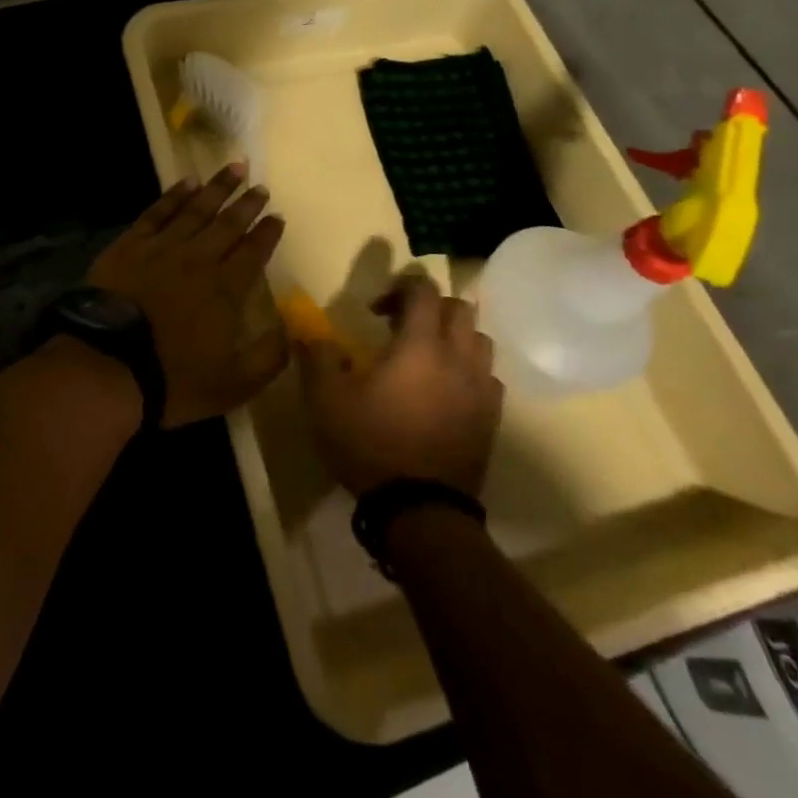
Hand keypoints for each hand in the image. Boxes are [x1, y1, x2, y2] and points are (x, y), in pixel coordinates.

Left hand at [87, 165, 288, 426]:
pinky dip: (174, 195)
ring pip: (196, 209)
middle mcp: (199, 259)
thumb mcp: (234, 384)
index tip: (277, 216)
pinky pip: (158, 212)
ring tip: (234, 168)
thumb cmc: (173, 379)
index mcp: (226, 289)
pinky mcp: (130, 245)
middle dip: (247, 204)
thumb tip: (293, 330)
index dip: (267, 233)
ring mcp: (162, 248)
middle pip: (228, 224)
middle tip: (260, 186)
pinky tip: (187, 182)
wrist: (108, 366)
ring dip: (217, 188)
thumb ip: (269, 357)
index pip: (253, 252)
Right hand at [300, 274, 501, 496]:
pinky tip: (446, 390)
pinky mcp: (491, 417)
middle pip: (458, 307)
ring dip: (454, 336)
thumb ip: (316, 356)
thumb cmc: (371, 444)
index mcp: (419, 344)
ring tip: (427, 356)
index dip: (399, 287)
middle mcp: (457, 357)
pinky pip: (488, 376)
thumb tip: (306, 329)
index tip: (375, 310)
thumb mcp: (326, 399)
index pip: (423, 289)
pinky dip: (469, 371)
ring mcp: (480, 388)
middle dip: (429, 307)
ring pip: (479, 339)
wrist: (420, 510)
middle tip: (401, 327)